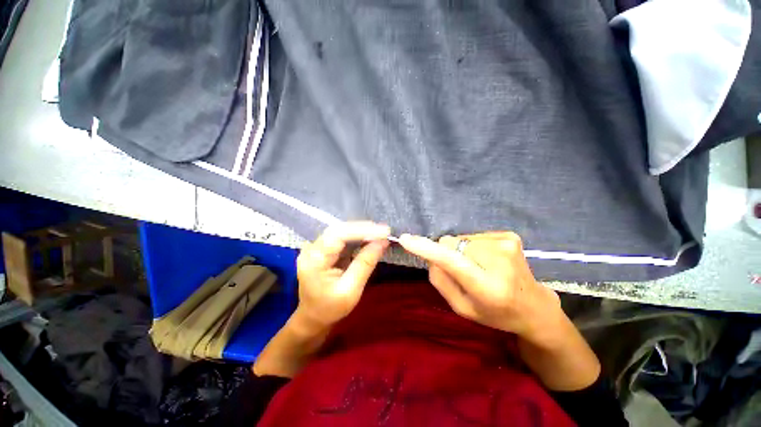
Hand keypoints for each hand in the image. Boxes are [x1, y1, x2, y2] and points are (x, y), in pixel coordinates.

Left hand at [296, 221, 390, 329]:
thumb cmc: (330, 308)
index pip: (337, 235)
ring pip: (341, 231)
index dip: (362, 230)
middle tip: (385, 231)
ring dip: (362, 231)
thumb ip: (365, 264)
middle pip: (339, 229)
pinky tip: (370, 238)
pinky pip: (342, 237)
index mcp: (314, 259)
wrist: (313, 317)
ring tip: (381, 233)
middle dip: (364, 229)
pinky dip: (358, 237)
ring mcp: (316, 246)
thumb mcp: (351, 290)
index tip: (384, 231)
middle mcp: (312, 248)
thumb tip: (383, 242)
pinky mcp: (324, 248)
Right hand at [398, 232, 564, 346]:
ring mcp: (507, 244)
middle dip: (447, 252)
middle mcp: (500, 261)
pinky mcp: (510, 235)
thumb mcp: (462, 308)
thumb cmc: (495, 313)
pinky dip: (473, 246)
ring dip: (461, 250)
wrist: (535, 307)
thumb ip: (441, 282)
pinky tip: (488, 260)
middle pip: (451, 242)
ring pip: (461, 237)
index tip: (406, 239)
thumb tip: (431, 255)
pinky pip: (474, 235)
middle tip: (461, 270)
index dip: (427, 249)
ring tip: (478, 266)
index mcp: (487, 287)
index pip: (452, 262)